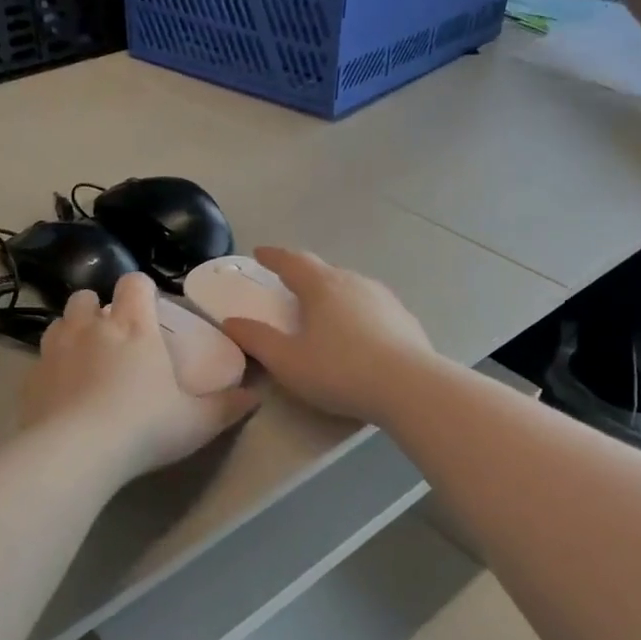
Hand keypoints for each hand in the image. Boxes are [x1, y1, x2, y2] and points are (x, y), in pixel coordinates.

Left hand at [21, 274, 257, 481]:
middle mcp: (92, 328)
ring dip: (71, 331)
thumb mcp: (198, 422)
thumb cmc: (145, 427)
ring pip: (59, 322)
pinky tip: (61, 391)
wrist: (76, 453)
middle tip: (112, 335)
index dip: (141, 288)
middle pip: (87, 297)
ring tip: (83, 357)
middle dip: (98, 308)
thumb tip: (255, 396)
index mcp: (134, 327)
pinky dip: (51, 367)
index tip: (149, 306)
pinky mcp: (31, 378)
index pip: (134, 283)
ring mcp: (55, 350)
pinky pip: (40, 360)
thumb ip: (227, 406)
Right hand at [216, 248, 433, 423]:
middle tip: (289, 285)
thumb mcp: (288, 361)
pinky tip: (357, 334)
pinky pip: (372, 307)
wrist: (410, 387)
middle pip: (323, 271)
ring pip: (351, 287)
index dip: (273, 257)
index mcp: (322, 286)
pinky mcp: (404, 319)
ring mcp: (384, 298)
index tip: (260, 253)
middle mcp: (354, 282)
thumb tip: (231, 322)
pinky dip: (356, 313)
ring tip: (323, 311)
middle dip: (304, 275)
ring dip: (332, 294)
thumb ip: (257, 340)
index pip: (292, 261)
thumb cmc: (340, 371)